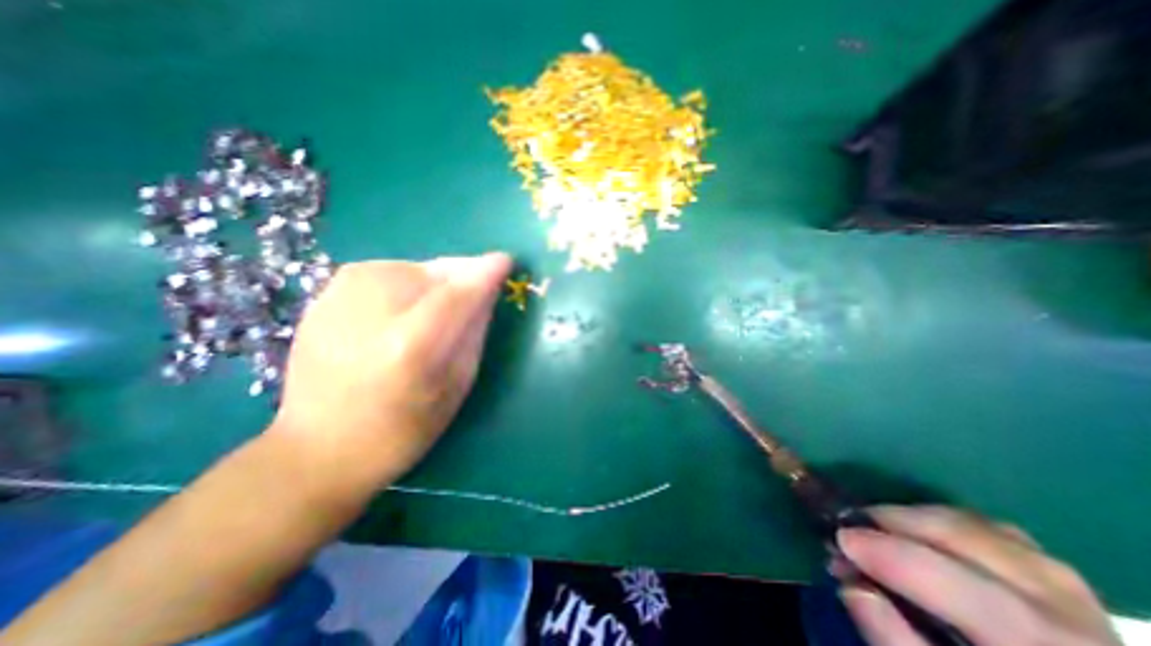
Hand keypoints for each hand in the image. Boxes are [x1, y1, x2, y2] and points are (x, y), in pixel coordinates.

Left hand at [273, 252, 510, 488]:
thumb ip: (474, 334)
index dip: (485, 272)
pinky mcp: (325, 296)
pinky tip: (406, 306)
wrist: (315, 449)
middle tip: (478, 287)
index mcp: (409, 345)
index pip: (457, 293)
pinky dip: (408, 281)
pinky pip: (385, 272)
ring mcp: (340, 299)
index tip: (506, 261)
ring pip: (412, 267)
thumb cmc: (401, 430)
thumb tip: (487, 293)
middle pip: (435, 272)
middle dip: (463, 273)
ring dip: (436, 279)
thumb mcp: (455, 387)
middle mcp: (372, 312)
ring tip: (440, 304)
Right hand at [837, 507, 1125, 644]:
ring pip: (970, 523)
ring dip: (908, 518)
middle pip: (961, 537)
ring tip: (873, 530)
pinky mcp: (1053, 571)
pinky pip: (982, 525)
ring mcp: (1068, 586)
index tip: (839, 538)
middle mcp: (1070, 613)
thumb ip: (895, 640)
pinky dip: (936, 521)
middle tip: (847, 528)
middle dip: (890, 522)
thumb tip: (850, 585)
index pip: (959, 587)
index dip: (890, 554)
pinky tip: (914, 536)